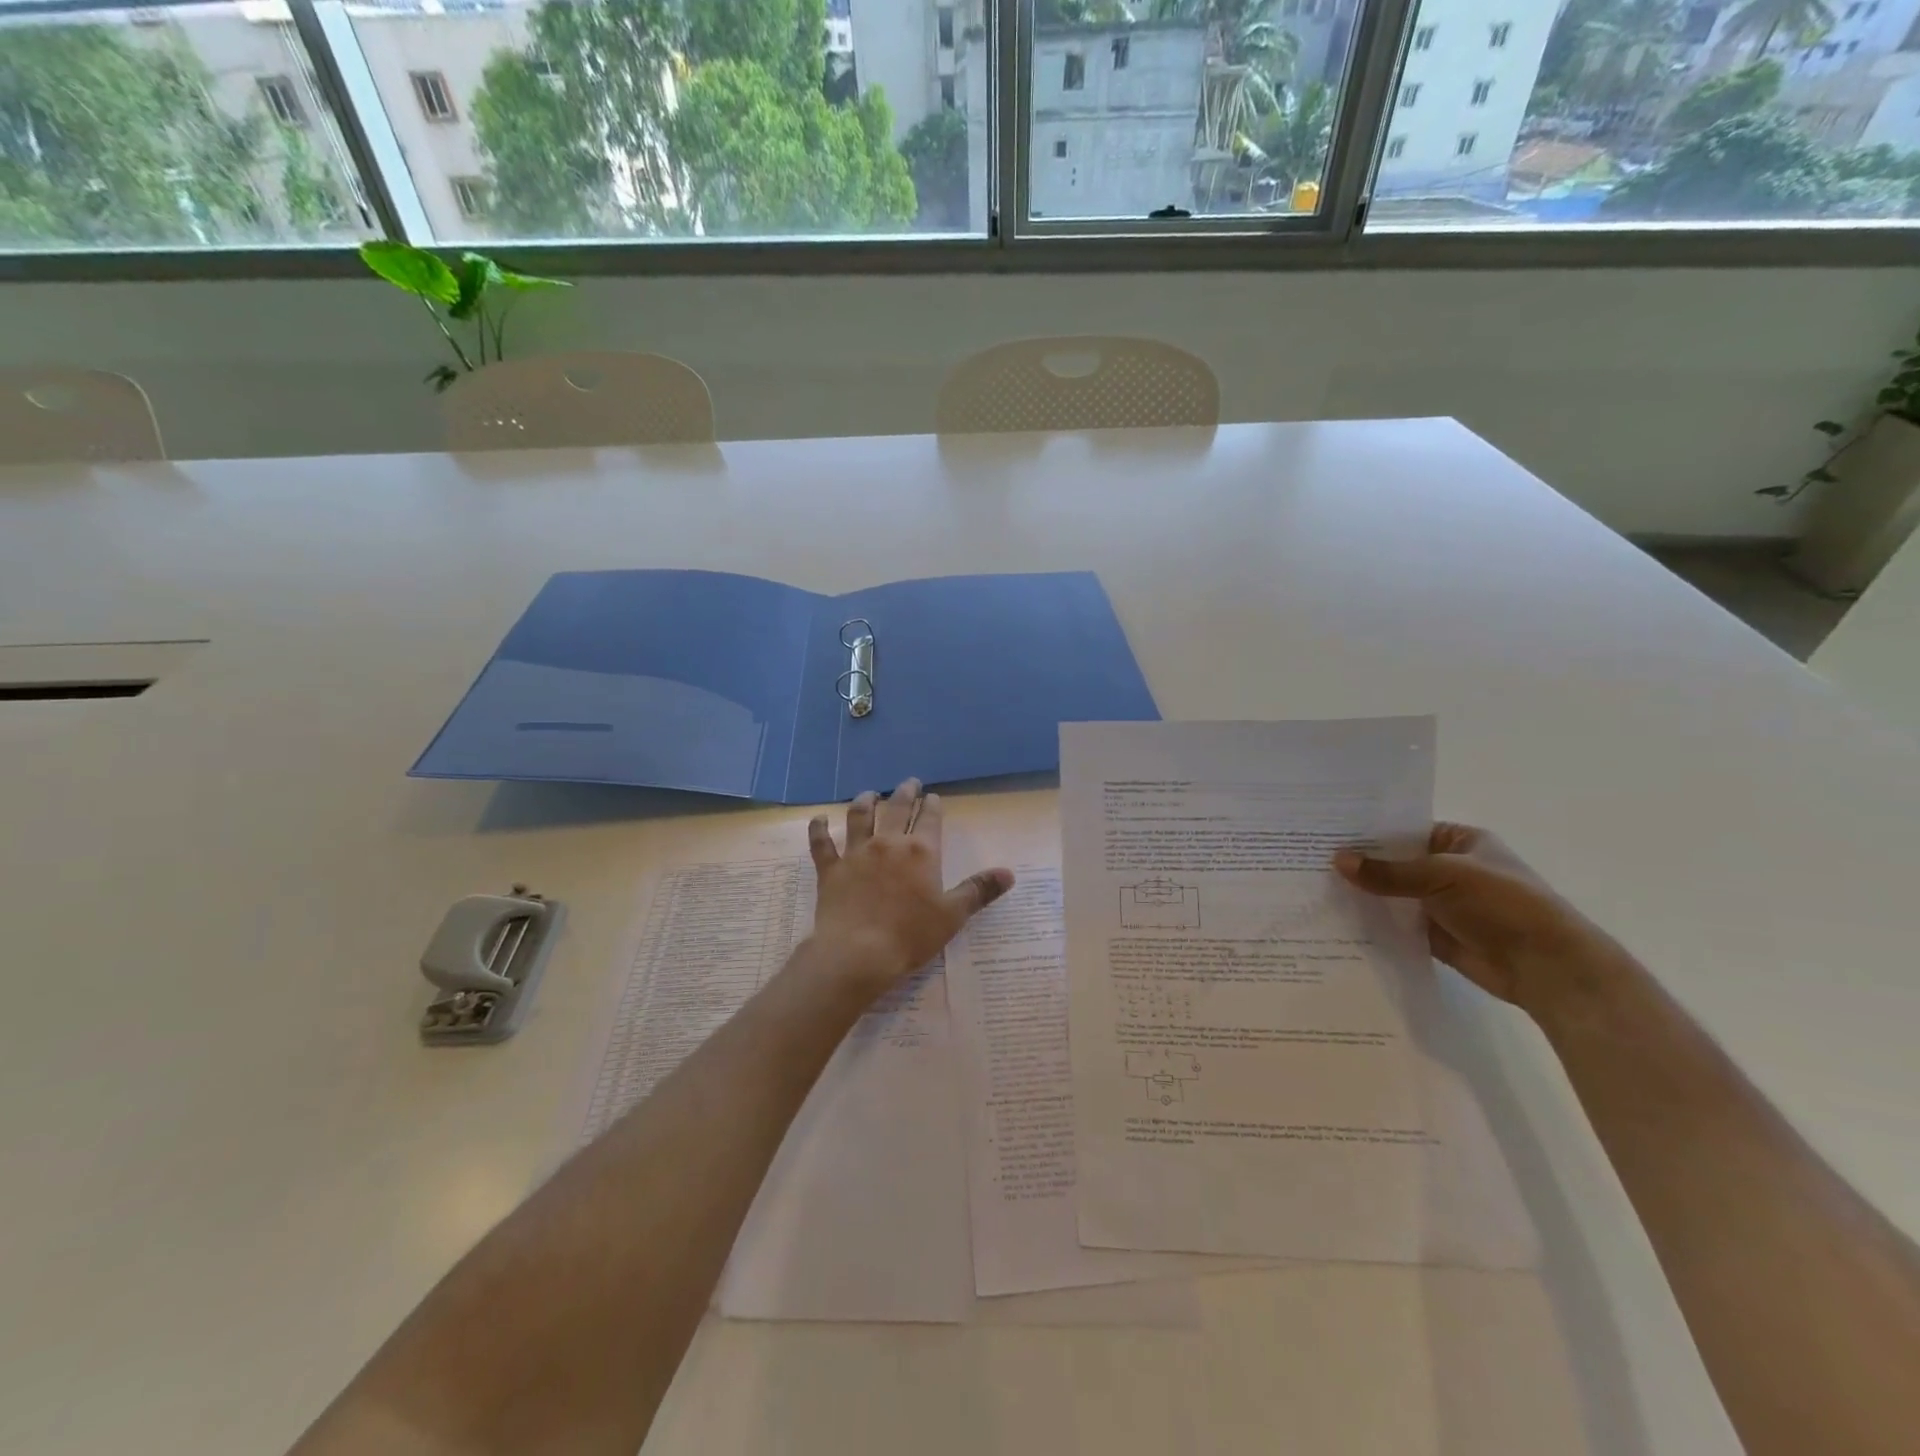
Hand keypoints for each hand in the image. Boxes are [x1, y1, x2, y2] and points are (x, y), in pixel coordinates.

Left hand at [804, 778, 1013, 997]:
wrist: (858, 953)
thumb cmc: (911, 935)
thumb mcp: (953, 915)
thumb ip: (979, 890)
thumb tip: (1009, 873)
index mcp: (921, 851)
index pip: (930, 819)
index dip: (933, 805)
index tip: (933, 796)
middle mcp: (888, 843)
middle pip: (897, 808)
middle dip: (905, 792)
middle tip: (909, 782)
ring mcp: (856, 853)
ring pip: (859, 816)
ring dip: (866, 801)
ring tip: (870, 793)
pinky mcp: (831, 869)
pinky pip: (821, 843)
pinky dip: (819, 829)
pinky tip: (818, 819)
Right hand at [1333, 823, 1616, 1016]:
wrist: (1548, 967)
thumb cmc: (1504, 904)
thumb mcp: (1443, 876)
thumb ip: (1389, 872)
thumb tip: (1337, 860)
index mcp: (1458, 841)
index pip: (1403, 828)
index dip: (1367, 829)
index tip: (1325, 829)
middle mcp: (1446, 868)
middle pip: (1393, 862)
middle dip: (1358, 863)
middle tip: (1308, 856)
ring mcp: (1439, 903)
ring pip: (1391, 894)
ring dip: (1362, 893)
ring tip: (1312, 886)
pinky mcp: (1433, 935)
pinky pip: (1394, 924)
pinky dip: (1371, 922)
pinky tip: (1334, 917)